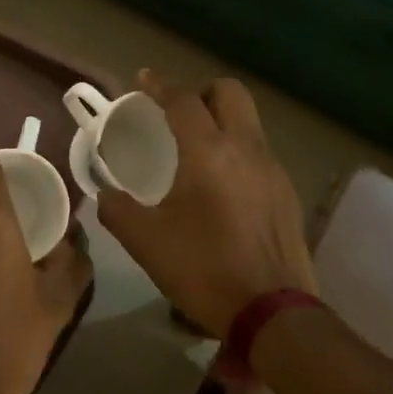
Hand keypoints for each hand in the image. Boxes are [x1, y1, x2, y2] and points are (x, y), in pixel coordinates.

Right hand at [97, 70, 313, 336]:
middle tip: (177, 112)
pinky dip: (237, 150)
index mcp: (208, 152)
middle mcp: (246, 149)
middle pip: (230, 92)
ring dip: (222, 120)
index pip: (184, 100)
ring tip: (196, 148)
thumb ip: (117, 210)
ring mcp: (273, 170)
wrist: (273, 313)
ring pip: (249, 121)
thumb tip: (105, 194)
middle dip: (201, 92)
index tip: (144, 80)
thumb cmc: (204, 269)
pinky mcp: (287, 193)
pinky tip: (222, 185)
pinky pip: (259, 152)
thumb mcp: (146, 242)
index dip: (161, 85)